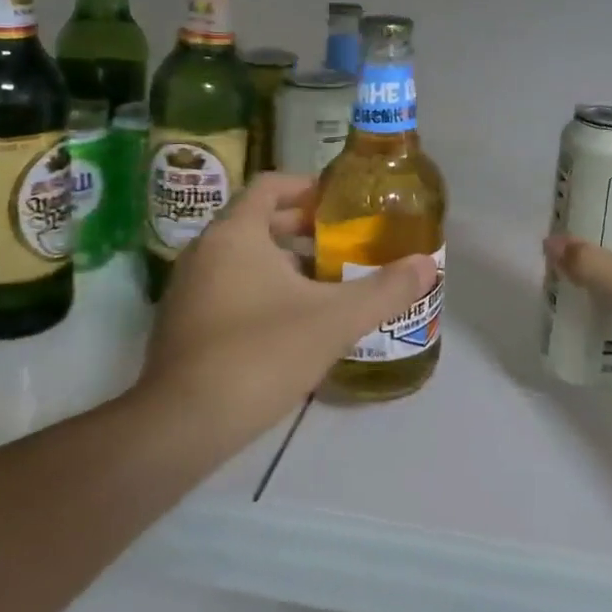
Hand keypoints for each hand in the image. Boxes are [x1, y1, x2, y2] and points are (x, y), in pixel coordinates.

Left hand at [138, 174, 437, 449]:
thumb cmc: (261, 354)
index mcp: (236, 234)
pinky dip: (260, 289)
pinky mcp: (182, 325)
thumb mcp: (336, 320)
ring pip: (242, 258)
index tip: (341, 203)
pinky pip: (227, 288)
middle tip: (344, 242)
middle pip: (257, 221)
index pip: (270, 185)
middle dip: (302, 228)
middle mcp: (205, 252)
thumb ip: (386, 290)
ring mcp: (187, 290)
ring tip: (327, 282)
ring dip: (283, 261)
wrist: (182, 426)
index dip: (307, 187)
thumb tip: (429, 264)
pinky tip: (293, 322)